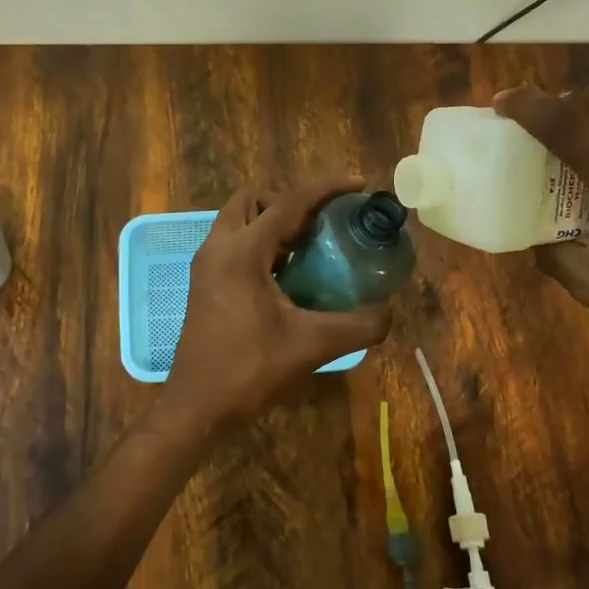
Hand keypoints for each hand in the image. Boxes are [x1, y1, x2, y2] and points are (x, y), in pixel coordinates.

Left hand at [163, 179, 393, 425]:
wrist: (198, 405)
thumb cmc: (250, 369)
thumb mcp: (312, 346)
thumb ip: (358, 326)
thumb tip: (389, 312)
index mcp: (241, 252)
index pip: (288, 203)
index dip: (326, 189)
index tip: (357, 184)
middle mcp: (218, 248)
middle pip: (253, 201)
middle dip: (289, 203)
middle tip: (321, 225)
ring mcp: (205, 266)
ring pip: (238, 221)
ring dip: (271, 224)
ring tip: (308, 249)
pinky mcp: (203, 283)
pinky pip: (232, 244)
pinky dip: (259, 245)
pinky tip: (286, 276)